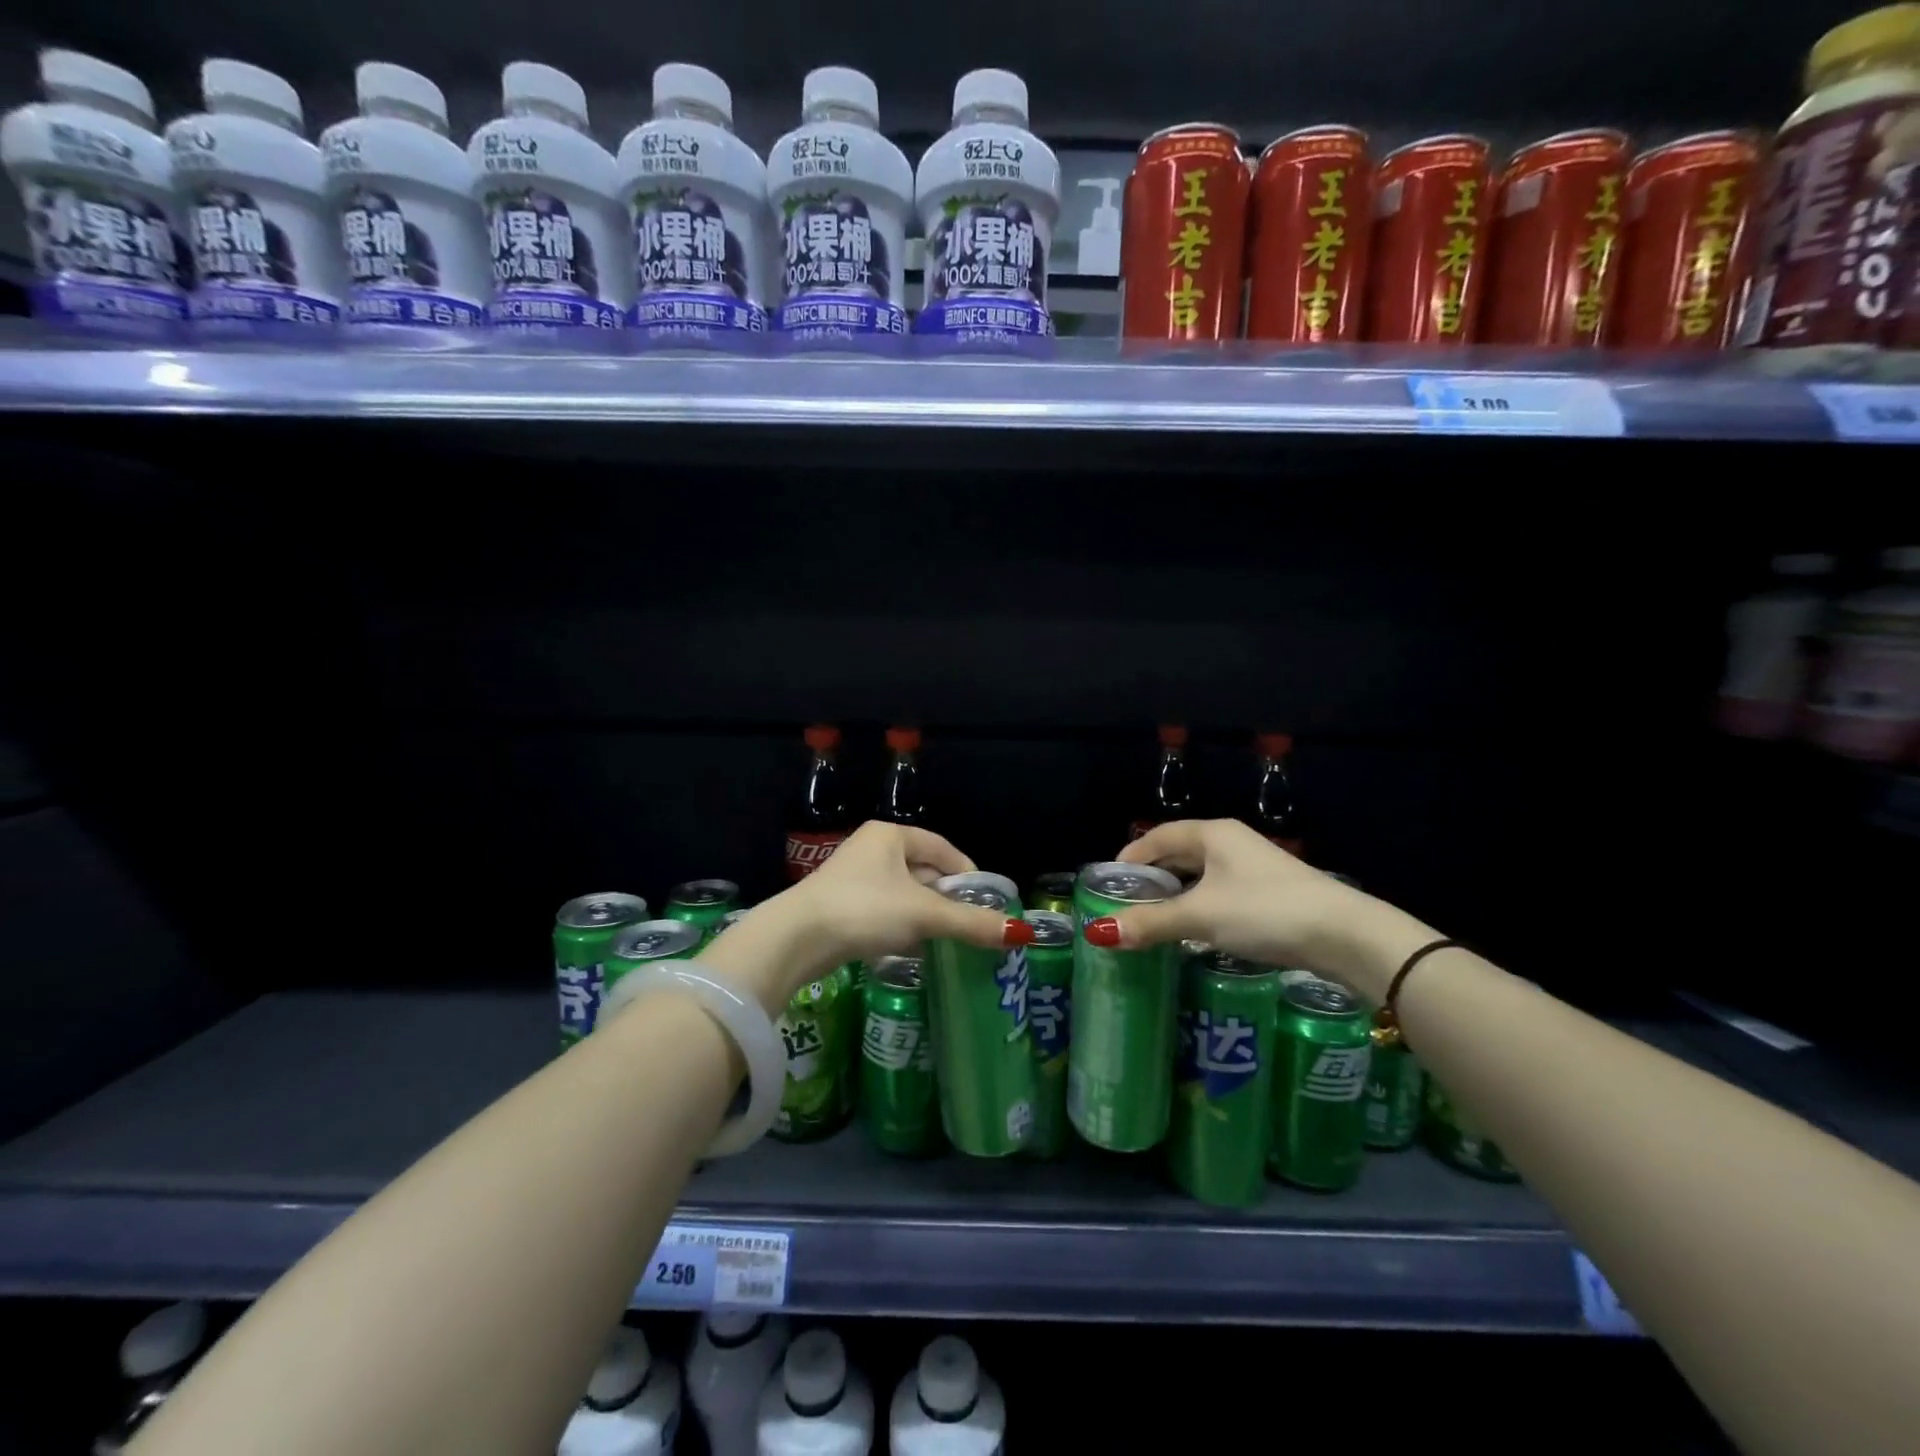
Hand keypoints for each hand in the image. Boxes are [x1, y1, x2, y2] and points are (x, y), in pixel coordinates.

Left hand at [702, 822, 1028, 1012]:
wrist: (795, 939)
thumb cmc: (864, 910)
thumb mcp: (923, 915)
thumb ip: (971, 922)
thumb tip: (1021, 933)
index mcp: (892, 836)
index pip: (944, 849)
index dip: (968, 874)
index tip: (987, 902)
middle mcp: (872, 849)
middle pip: (924, 871)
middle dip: (947, 899)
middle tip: (970, 926)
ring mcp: (854, 877)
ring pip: (904, 894)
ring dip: (924, 916)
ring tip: (945, 941)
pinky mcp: (841, 905)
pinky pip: (884, 911)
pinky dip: (901, 927)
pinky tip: (911, 949)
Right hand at [1087, 819, 1422, 999]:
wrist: (1345, 935)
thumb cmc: (1265, 911)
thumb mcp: (1201, 916)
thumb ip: (1151, 923)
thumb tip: (1099, 933)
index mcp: (1213, 834)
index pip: (1159, 836)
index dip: (1132, 855)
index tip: (1110, 881)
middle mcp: (1232, 844)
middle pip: (1180, 854)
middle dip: (1153, 877)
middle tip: (1126, 903)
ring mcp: (1254, 870)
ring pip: (1202, 877)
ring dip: (1177, 896)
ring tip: (1153, 921)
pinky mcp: (1270, 896)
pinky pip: (1221, 896)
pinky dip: (1200, 909)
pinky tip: (1194, 934)